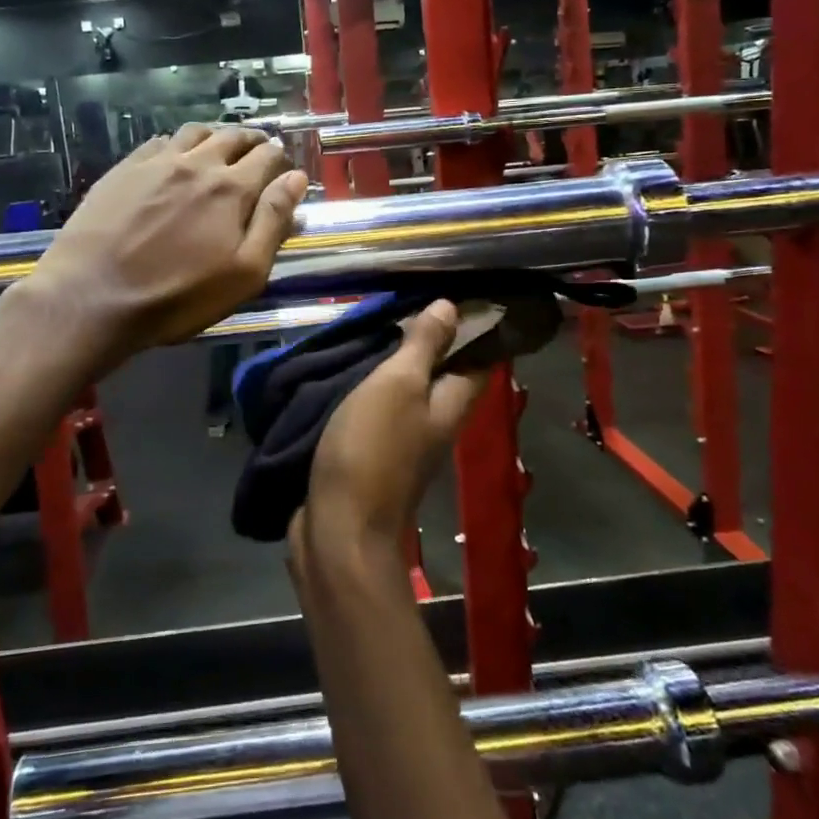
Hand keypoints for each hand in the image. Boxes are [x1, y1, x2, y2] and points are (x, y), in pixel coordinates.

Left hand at [26, 124, 306, 367]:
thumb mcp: (244, 272)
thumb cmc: (177, 295)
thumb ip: (273, 221)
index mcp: (231, 188)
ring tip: (218, 149)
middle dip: (251, 140)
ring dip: (215, 136)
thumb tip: (295, 178)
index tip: (282, 164)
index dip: (279, 158)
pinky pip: (158, 142)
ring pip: (195, 133)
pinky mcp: (123, 170)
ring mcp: (156, 163)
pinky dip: (177, 143)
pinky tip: (174, 157)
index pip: (266, 157)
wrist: (92, 296)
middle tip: (258, 149)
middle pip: (232, 137)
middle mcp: (196, 163)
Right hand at [291, 301, 487, 555]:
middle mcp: (435, 422)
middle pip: (443, 373)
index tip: (454, 291)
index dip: (475, 326)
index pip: (480, 358)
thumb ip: (424, 347)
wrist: (338, 527)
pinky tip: (347, 367)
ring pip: (407, 390)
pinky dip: (369, 385)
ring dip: (394, 360)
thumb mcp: (399, 385)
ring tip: (372, 323)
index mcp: (451, 405)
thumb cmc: (373, 449)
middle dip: (429, 338)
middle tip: (403, 299)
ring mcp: (403, 440)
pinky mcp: (372, 452)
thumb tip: (451, 306)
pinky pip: (378, 408)